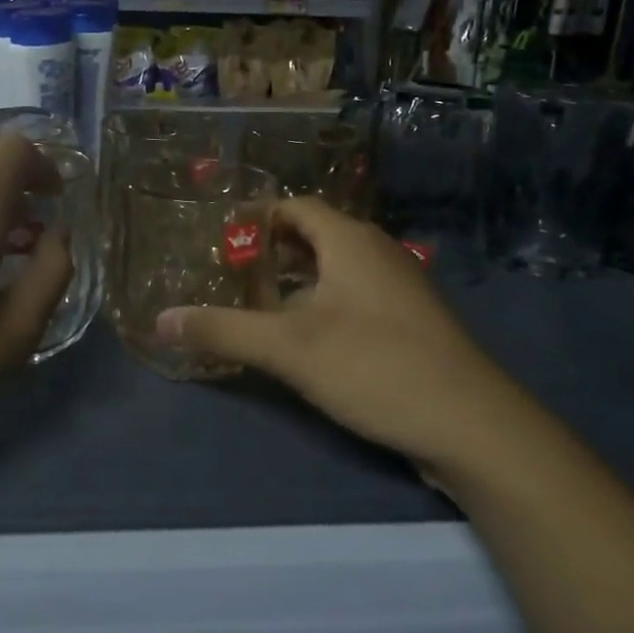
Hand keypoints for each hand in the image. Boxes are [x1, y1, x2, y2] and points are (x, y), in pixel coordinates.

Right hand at [154, 198, 520, 473]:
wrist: (474, 426)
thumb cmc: (375, 366)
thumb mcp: (288, 349)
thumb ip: (222, 331)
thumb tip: (160, 321)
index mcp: (350, 240)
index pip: (295, 206)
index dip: (256, 216)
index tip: (221, 237)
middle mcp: (377, 252)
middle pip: (315, 235)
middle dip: (272, 251)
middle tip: (231, 273)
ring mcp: (400, 288)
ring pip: (337, 268)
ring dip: (298, 280)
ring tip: (259, 305)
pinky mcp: (412, 323)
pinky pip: (356, 295)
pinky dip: (323, 303)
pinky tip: (307, 339)